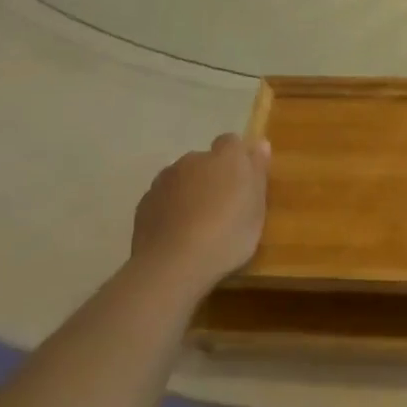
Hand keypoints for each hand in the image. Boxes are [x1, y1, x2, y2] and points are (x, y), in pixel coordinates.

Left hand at [128, 134, 270, 291]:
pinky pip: (164, 198)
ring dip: (191, 192)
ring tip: (199, 224)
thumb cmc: (227, 236)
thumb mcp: (257, 209)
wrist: (173, 264)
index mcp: (226, 158)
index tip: (243, 183)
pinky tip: (178, 234)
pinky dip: (171, 209)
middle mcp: (193, 160)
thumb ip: (258, 173)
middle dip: (213, 177)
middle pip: (206, 161)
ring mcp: (165, 180)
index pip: (232, 142)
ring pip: (183, 179)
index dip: (237, 159)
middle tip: (224, 208)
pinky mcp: (145, 202)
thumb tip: (260, 143)